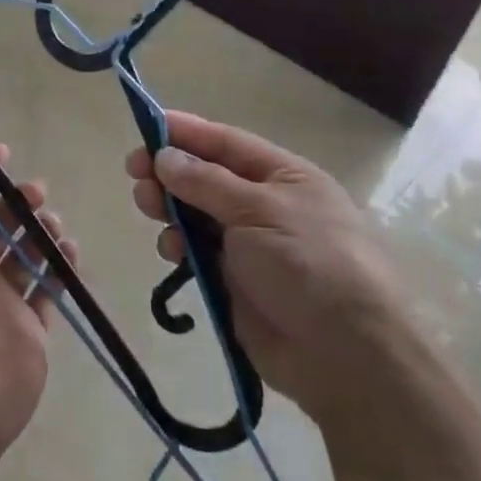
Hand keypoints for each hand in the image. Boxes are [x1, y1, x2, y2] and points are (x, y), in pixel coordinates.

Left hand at [0, 146, 79, 459]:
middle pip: (1, 229)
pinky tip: (70, 252)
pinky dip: (60, 268)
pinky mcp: (32, 330)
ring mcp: (4, 304)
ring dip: (42, 234)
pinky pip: (49, 290)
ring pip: (28, 257)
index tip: (5, 152)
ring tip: (55, 226)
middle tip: (38, 192)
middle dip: (19, 206)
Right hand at [126, 112, 411, 427]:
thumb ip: (206, 182)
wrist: (345, 356)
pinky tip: (172, 251)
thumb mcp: (258, 210)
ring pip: (195, 213)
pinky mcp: (234, 281)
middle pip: (205, 176)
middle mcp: (265, 204)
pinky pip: (196, 252)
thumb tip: (165, 156)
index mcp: (283, 176)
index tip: (145, 124)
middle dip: (169, 171)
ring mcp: (249, 244)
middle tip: (135, 172)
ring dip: (169, 207)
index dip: (186, 132)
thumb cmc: (309, 263)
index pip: (226, 142)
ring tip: (149, 208)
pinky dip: (179, 246)